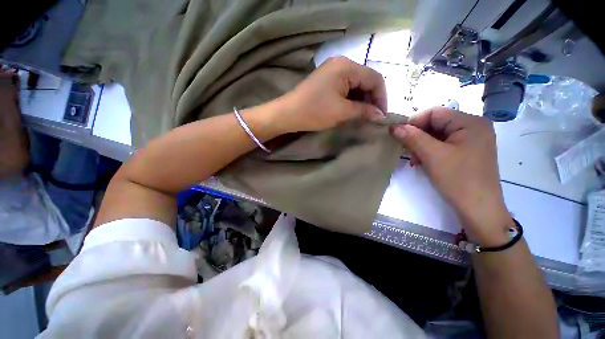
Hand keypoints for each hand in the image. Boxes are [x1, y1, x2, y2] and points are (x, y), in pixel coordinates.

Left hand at [276, 57, 386, 132]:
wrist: (289, 114)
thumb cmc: (315, 111)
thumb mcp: (342, 112)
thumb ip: (364, 111)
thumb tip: (380, 115)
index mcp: (346, 66)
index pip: (374, 78)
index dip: (381, 97)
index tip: (381, 115)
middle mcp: (341, 64)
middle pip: (365, 80)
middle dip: (371, 99)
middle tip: (372, 117)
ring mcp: (332, 71)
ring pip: (355, 84)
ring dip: (361, 100)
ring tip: (363, 115)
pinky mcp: (326, 80)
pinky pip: (345, 87)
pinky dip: (351, 99)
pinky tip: (352, 109)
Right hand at [391, 107, 512, 244]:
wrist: (479, 209)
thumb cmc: (458, 179)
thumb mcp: (432, 156)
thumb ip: (412, 137)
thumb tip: (394, 127)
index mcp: (471, 122)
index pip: (435, 112)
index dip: (414, 122)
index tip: (399, 136)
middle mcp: (473, 127)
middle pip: (436, 124)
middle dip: (417, 137)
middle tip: (407, 152)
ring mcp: (471, 140)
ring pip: (437, 135)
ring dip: (421, 146)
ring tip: (415, 161)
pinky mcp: (467, 152)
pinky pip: (442, 145)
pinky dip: (429, 152)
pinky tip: (423, 163)